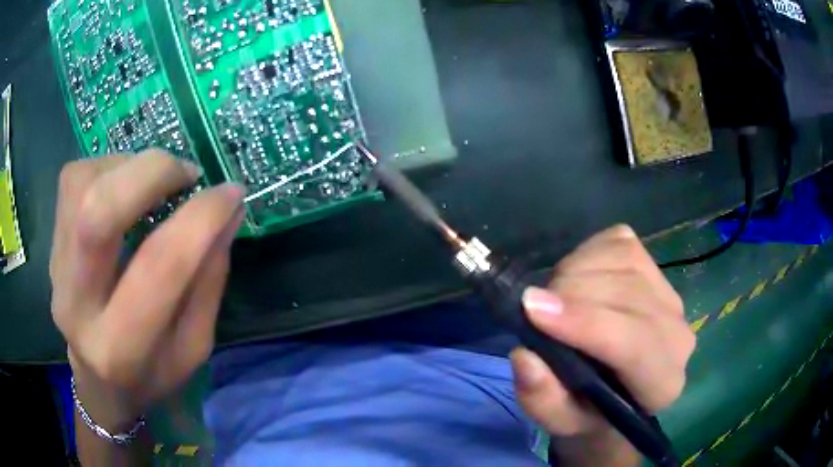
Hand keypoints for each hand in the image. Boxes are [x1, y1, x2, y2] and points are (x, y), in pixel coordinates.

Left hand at [50, 150, 244, 429]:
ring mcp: (56, 269)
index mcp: (121, 347)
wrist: (98, 380)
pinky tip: (124, 188)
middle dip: (151, 174)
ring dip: (128, 167)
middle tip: (186, 174)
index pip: (158, 266)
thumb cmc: (150, 372)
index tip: (231, 194)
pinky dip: (107, 167)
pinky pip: (73, 179)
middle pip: (98, 213)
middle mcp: (77, 306)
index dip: (200, 218)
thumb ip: (208, 282)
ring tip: (154, 182)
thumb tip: (228, 213)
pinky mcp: (51, 244)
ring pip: (81, 185)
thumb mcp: (193, 346)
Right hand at [510, 225, 694, 463]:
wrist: (615, 390)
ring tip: (552, 296)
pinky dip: (587, 253)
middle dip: (572, 292)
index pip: (635, 344)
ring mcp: (670, 293)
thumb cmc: (588, 411)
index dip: (585, 323)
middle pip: (630, 293)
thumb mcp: (559, 421)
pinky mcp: (655, 266)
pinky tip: (575, 278)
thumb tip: (525, 355)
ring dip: (576, 270)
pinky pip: (620, 242)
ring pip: (625, 259)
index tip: (532, 309)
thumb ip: (543, 400)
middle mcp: (677, 334)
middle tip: (532, 305)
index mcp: (662, 383)